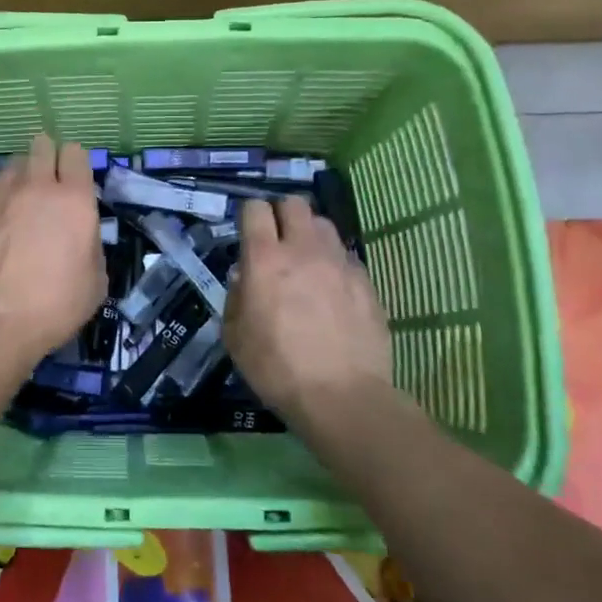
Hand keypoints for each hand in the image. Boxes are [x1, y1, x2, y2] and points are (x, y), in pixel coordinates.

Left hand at [0, 134, 106, 369]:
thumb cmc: (55, 305)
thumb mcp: (96, 282)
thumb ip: (90, 246)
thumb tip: (81, 237)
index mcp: (74, 200)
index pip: (76, 154)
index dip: (76, 162)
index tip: (76, 179)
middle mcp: (36, 188)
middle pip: (40, 146)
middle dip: (47, 156)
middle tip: (50, 180)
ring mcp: (0, 198)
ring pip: (12, 165)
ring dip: (21, 175)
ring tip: (22, 199)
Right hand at [224, 197, 392, 416]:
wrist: (342, 397)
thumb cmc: (277, 369)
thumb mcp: (235, 337)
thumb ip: (236, 297)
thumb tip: (244, 277)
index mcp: (265, 260)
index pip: (255, 209)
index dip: (249, 215)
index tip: (248, 232)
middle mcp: (303, 250)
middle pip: (295, 203)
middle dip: (282, 214)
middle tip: (277, 240)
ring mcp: (340, 263)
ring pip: (324, 225)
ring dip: (310, 235)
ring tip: (307, 261)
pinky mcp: (367, 281)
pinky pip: (346, 256)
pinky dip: (334, 263)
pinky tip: (332, 289)